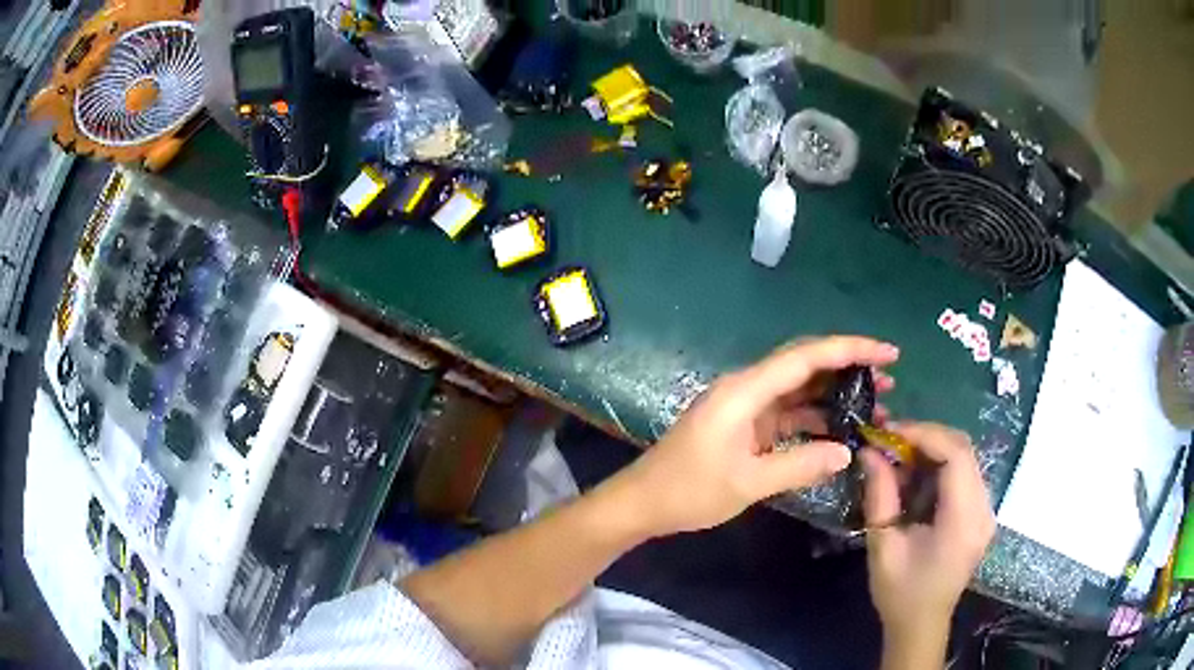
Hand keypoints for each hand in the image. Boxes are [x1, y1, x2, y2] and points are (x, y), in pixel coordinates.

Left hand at [615, 336, 899, 537]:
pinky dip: (816, 416)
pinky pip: (789, 411)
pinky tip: (842, 427)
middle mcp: (747, 388)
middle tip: (890, 375)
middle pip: (806, 365)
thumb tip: (846, 452)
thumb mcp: (747, 483)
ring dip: (836, 392)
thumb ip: (799, 465)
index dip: (850, 349)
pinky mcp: (745, 424)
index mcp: (745, 391)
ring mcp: (746, 406)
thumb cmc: (688, 491)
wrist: (643, 502)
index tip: (888, 352)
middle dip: (849, 366)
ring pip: (800, 388)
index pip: (806, 357)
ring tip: (877, 401)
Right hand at [862, 423, 994, 646]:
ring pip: (965, 457)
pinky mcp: (980, 513)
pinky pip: (963, 474)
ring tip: (898, 456)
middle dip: (926, 437)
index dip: (924, 434)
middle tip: (890, 440)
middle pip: (964, 449)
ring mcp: (985, 510)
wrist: (921, 624)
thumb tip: (869, 451)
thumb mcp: (883, 545)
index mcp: (963, 520)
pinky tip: (915, 477)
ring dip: (932, 450)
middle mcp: (983, 508)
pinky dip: (938, 466)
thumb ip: (880, 495)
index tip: (889, 431)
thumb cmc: (900, 592)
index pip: (956, 455)